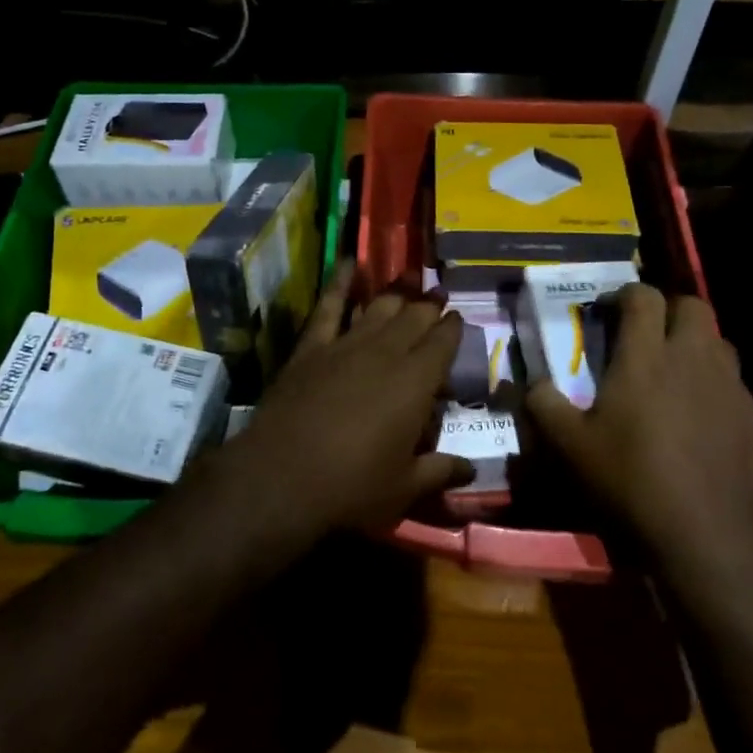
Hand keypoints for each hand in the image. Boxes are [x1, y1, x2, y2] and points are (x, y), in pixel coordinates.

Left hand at [231, 264, 473, 535]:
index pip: (442, 343)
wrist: (281, 477)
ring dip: (396, 295)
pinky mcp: (312, 347)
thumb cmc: (352, 487)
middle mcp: (386, 353)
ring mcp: (346, 345)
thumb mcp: (404, 488)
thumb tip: (471, 469)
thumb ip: (440, 471)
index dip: (453, 328)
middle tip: (438, 298)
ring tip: (408, 284)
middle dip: (429, 307)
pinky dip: (340, 283)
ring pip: (378, 308)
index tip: (458, 318)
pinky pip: (328, 306)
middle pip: (414, 318)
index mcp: (416, 383)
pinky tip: (349, 264)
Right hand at [525, 285, 752, 562]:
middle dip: (668, 310)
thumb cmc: (630, 480)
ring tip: (675, 373)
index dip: (624, 295)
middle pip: (692, 306)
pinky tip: (702, 421)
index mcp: (646, 356)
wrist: (708, 536)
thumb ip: (542, 404)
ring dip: (696, 346)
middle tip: (647, 335)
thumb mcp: (568, 446)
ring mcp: (731, 387)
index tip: (608, 312)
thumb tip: (529, 382)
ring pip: (719, 342)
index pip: (642, 297)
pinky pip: (736, 386)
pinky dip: (717, 389)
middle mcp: (692, 358)